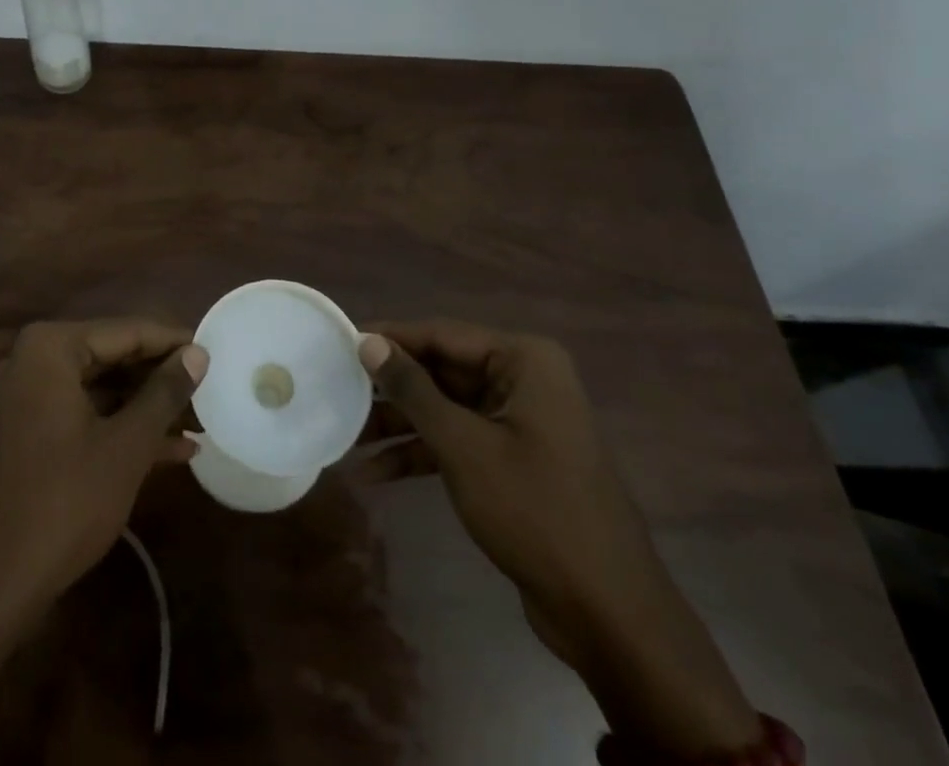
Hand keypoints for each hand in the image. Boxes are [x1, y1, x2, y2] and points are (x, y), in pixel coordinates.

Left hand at [0, 318, 205, 764]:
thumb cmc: (63, 503)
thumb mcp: (127, 445)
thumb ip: (164, 392)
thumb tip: (198, 352)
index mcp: (49, 349)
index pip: (125, 331)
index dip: (173, 342)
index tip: (213, 351)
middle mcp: (27, 362)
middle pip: (108, 358)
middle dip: (158, 379)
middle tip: (207, 388)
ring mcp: (18, 401)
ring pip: (94, 391)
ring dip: (142, 408)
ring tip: (197, 422)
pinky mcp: (16, 437)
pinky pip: (75, 417)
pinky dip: (114, 430)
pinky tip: (166, 451)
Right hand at [358, 321, 761, 758]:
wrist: (610, 614)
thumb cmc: (535, 511)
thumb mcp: (463, 446)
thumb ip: (413, 390)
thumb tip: (367, 342)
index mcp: (523, 361)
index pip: (442, 334)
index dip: (390, 339)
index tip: (341, 342)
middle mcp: (523, 380)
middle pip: (442, 371)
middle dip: (391, 389)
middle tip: (338, 390)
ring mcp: (520, 422)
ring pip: (446, 408)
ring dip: (400, 425)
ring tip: (347, 436)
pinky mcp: (515, 460)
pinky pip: (459, 441)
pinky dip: (422, 454)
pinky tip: (377, 473)